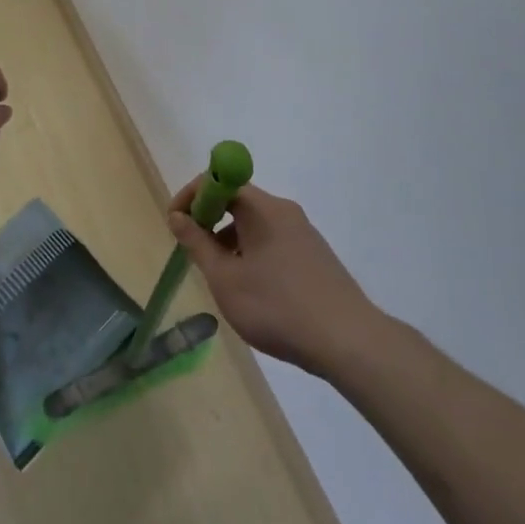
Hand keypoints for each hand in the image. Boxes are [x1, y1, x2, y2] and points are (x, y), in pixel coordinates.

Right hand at [167, 178, 382, 377]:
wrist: (349, 342)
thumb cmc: (277, 306)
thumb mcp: (225, 279)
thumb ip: (197, 244)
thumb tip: (177, 216)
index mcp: (262, 208)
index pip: (218, 181)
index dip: (190, 197)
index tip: (175, 225)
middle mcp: (284, 211)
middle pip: (237, 201)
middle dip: (209, 221)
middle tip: (195, 254)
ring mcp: (303, 233)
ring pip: (255, 224)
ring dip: (231, 241)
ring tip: (224, 281)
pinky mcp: (315, 255)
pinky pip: (273, 241)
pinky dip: (253, 254)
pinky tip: (255, 291)